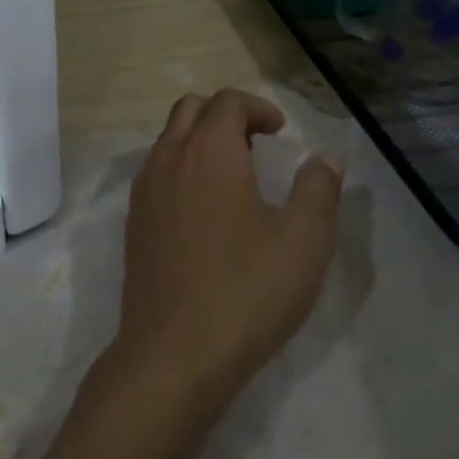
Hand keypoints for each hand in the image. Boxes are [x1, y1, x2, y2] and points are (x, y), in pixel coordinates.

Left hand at [112, 90, 343, 412]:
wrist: (173, 355)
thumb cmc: (245, 291)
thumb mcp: (303, 241)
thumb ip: (318, 190)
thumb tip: (324, 160)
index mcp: (209, 152)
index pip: (227, 102)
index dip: (257, 107)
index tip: (281, 132)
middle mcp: (169, 160)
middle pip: (190, 110)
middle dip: (224, 116)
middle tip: (256, 145)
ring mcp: (144, 192)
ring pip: (168, 141)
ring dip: (199, 142)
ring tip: (234, 178)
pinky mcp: (134, 225)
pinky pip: (156, 174)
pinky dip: (181, 170)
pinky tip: (205, 213)